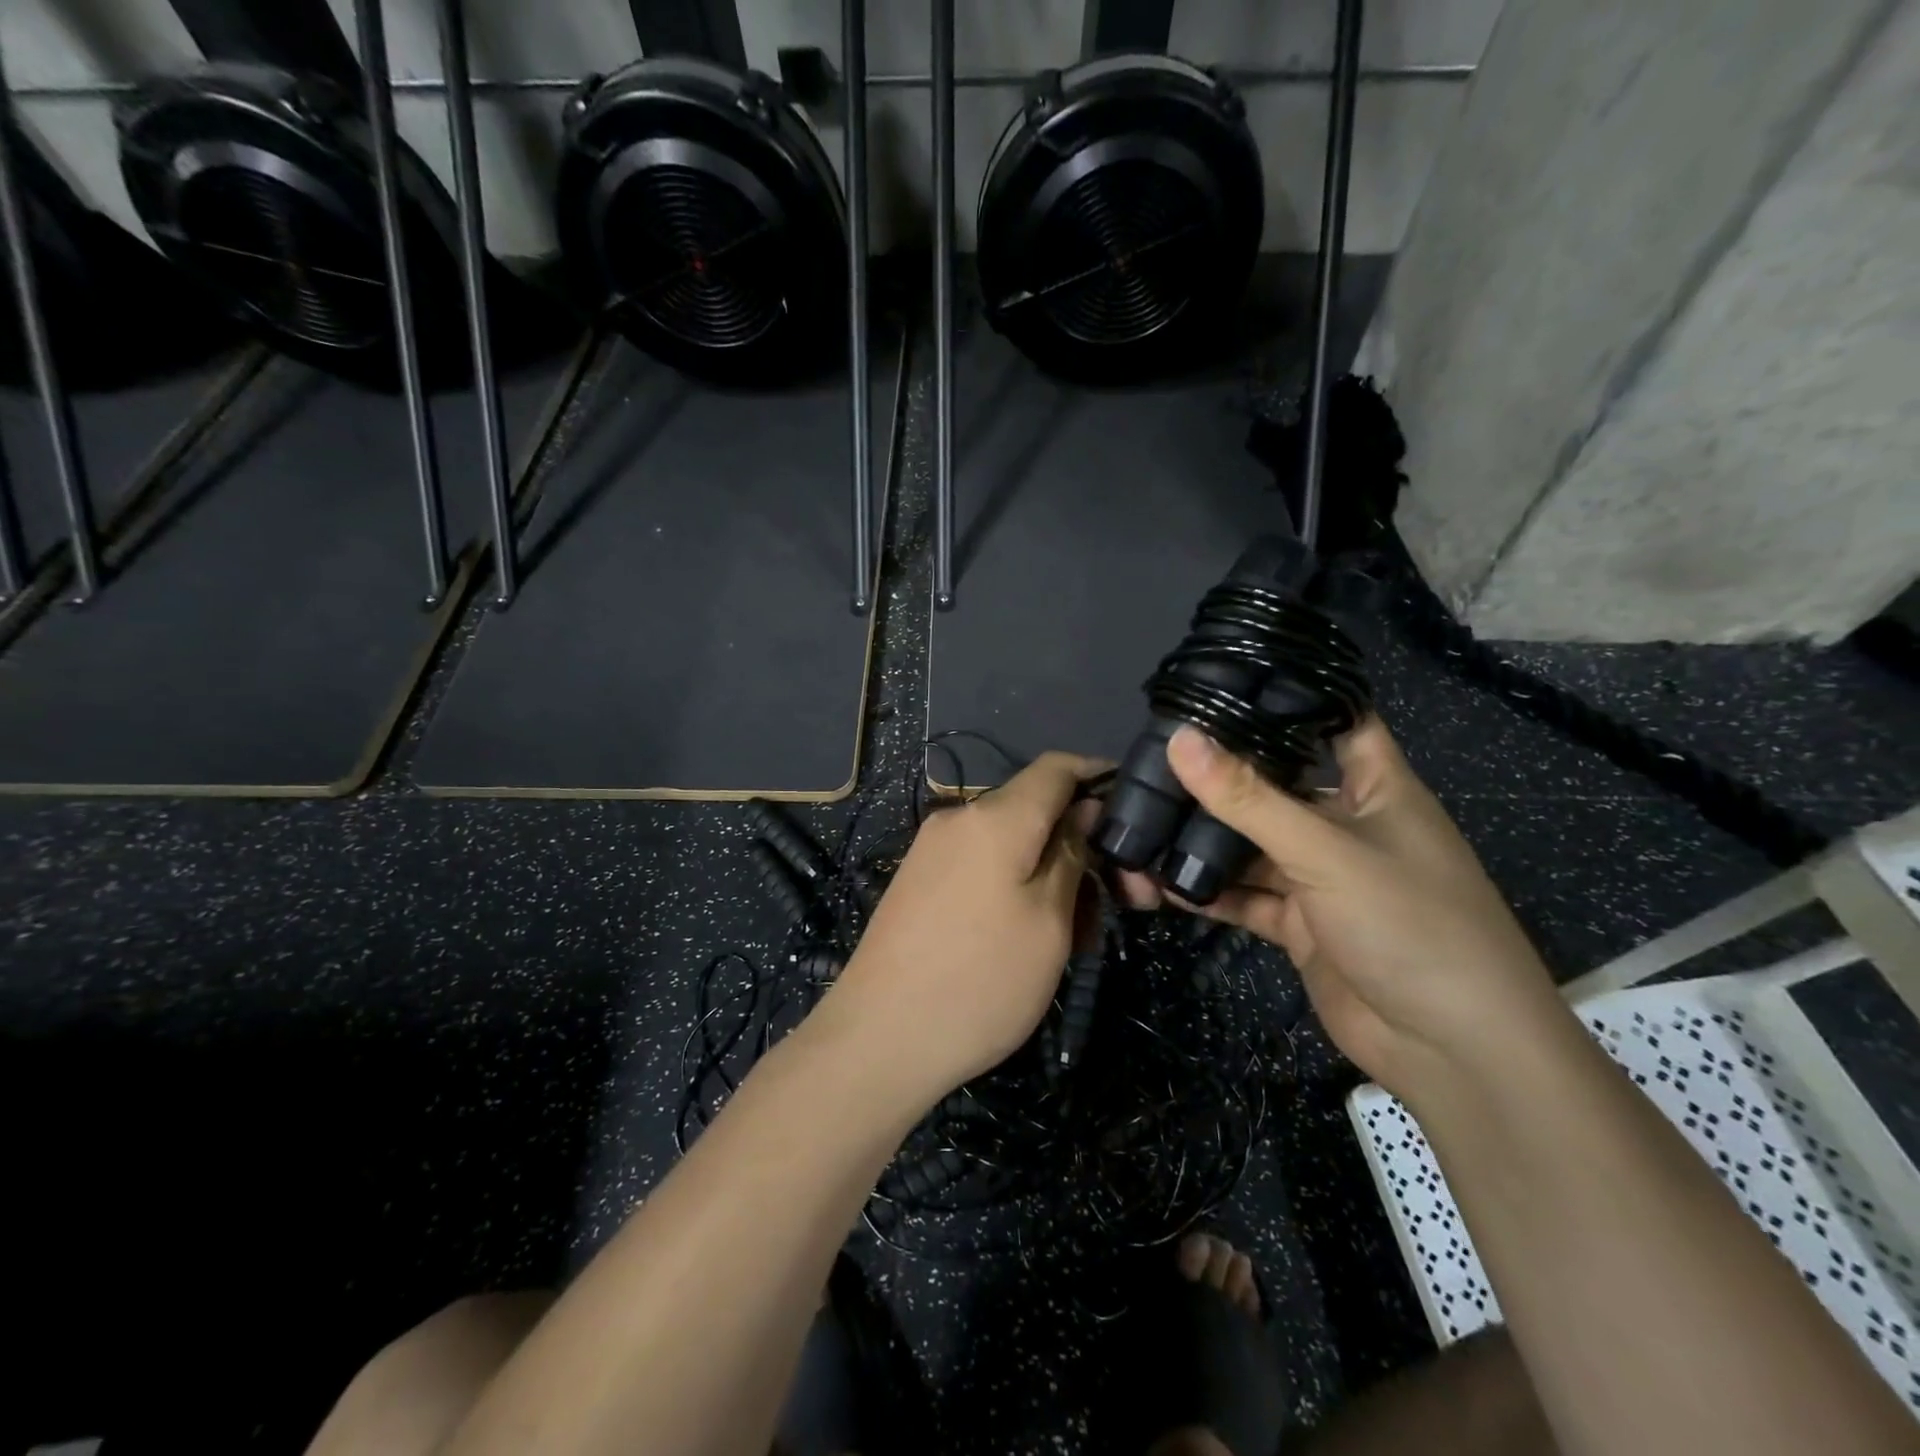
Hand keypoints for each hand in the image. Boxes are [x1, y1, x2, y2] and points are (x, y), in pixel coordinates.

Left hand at [828, 752, 1101, 1103]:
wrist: (877, 1039)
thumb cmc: (981, 980)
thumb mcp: (1048, 921)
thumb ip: (1072, 854)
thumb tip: (1086, 809)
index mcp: (995, 817)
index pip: (1057, 767)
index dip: (1099, 775)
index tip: (1139, 807)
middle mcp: (959, 819)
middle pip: (1035, 810)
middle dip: (1083, 844)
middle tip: (1125, 899)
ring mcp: (933, 850)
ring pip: (1011, 843)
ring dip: (1053, 872)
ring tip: (1081, 933)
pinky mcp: (919, 881)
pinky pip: (982, 865)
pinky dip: (1018, 885)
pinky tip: (1035, 935)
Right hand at [1144, 720, 1563, 1104]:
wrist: (1452, 1051)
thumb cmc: (1409, 924)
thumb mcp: (1324, 850)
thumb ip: (1248, 799)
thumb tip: (1180, 739)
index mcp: (1377, 790)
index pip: (1336, 722)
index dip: (1289, 699)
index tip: (1224, 681)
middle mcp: (1347, 826)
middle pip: (1278, 787)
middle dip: (1223, 776)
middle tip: (1153, 756)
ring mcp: (1322, 879)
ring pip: (1254, 847)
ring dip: (1205, 841)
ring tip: (1142, 821)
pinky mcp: (1301, 926)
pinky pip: (1247, 898)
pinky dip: (1209, 892)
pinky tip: (1160, 884)